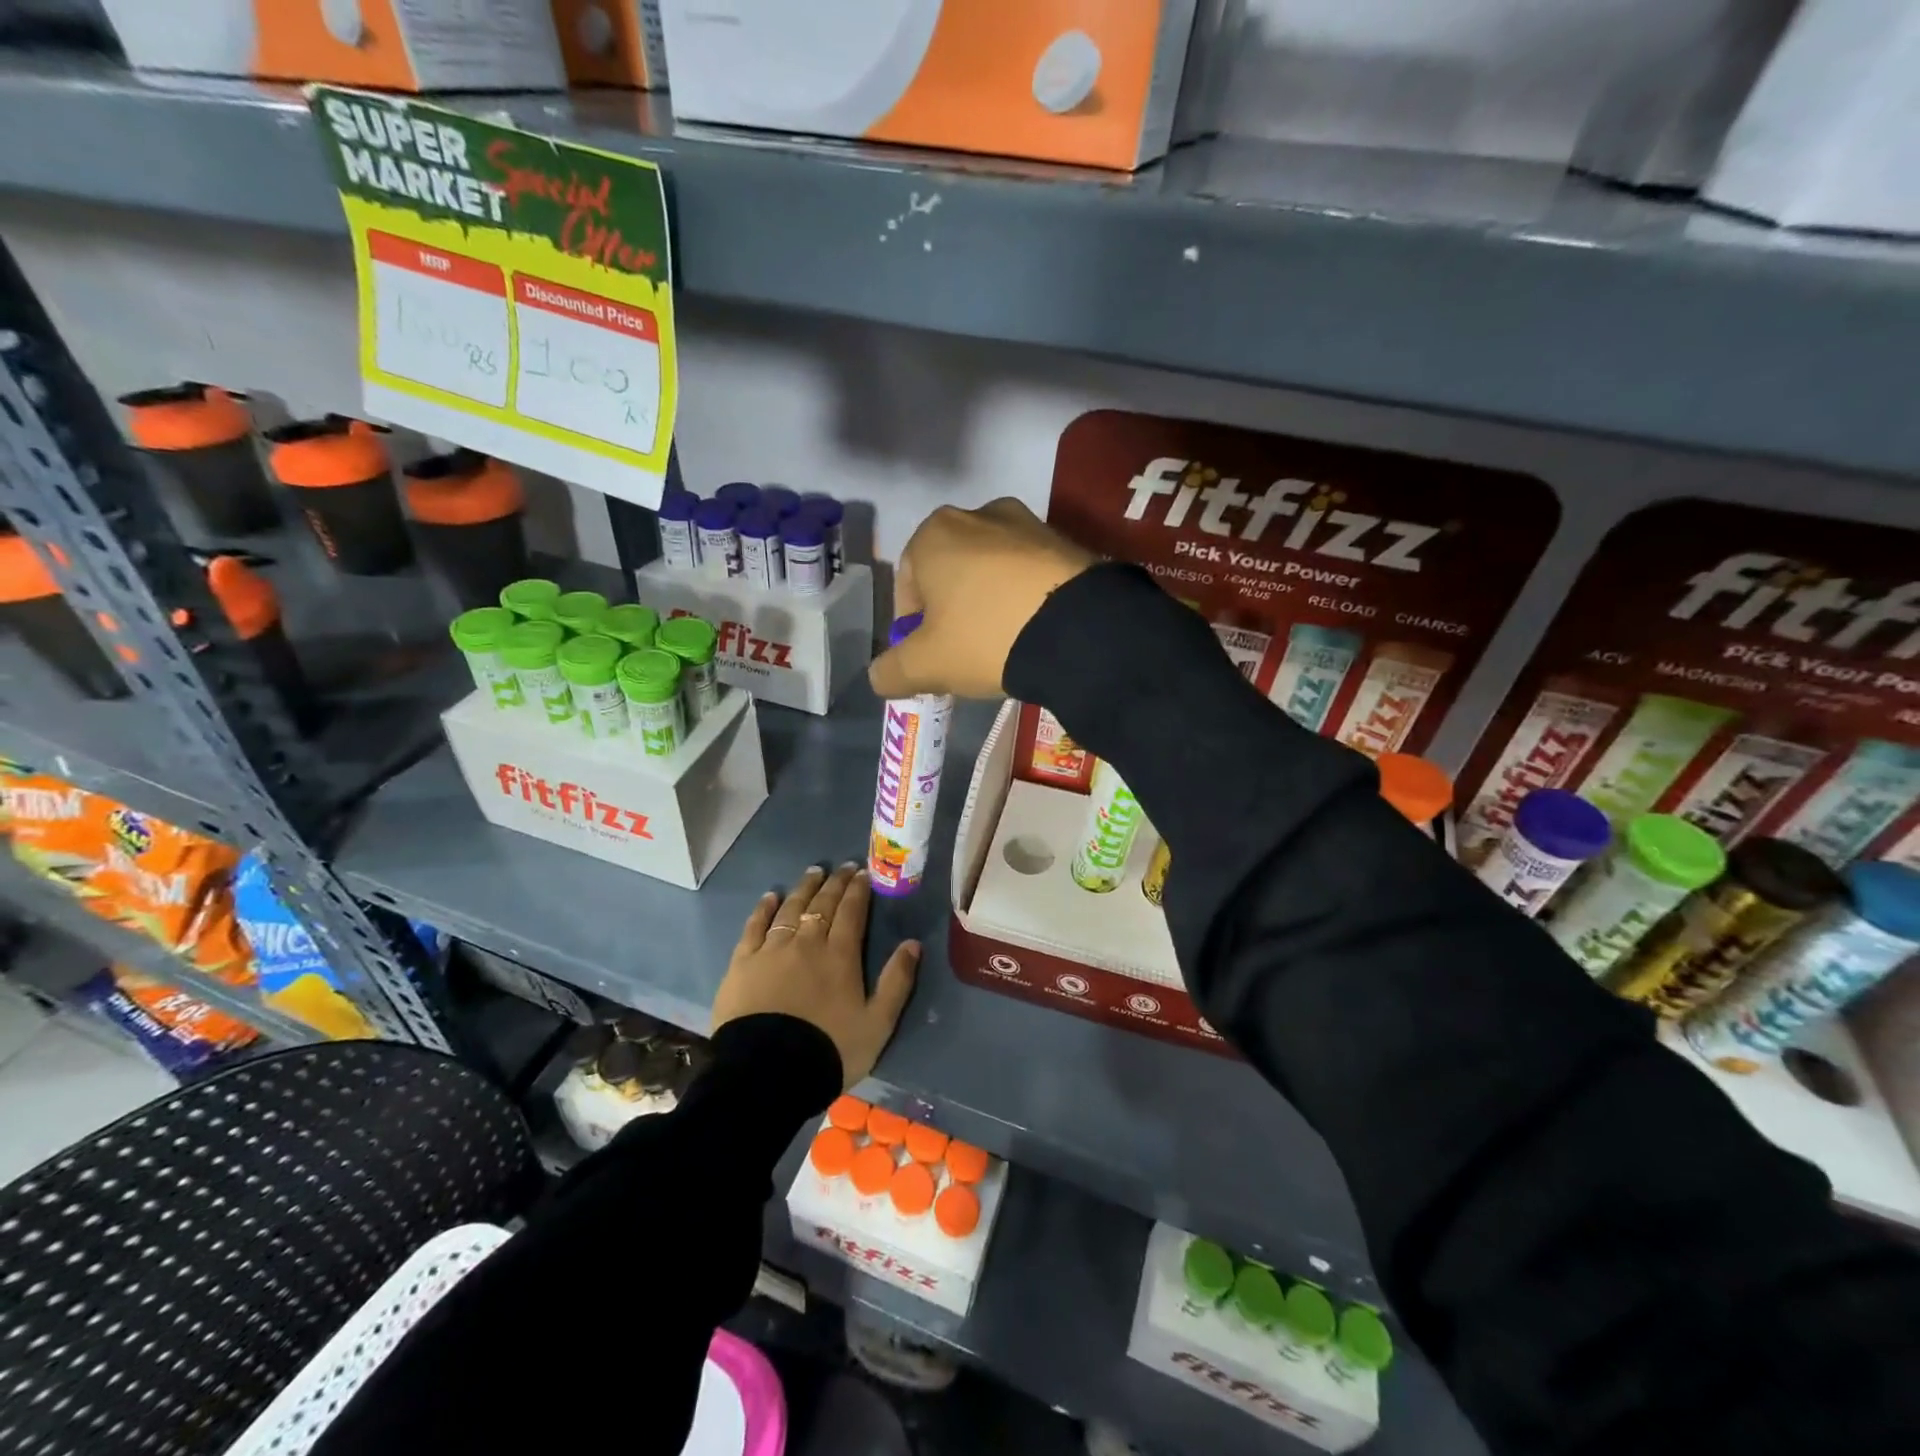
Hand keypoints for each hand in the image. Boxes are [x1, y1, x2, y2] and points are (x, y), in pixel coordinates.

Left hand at [711, 863, 919, 1087]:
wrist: (768, 1075)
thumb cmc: (829, 1050)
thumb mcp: (877, 1024)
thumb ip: (897, 982)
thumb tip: (913, 944)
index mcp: (840, 955)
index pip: (851, 912)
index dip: (858, 890)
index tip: (863, 873)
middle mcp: (806, 943)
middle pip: (822, 905)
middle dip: (835, 883)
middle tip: (843, 867)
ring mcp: (771, 950)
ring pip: (790, 909)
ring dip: (804, 888)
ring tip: (813, 872)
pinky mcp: (742, 964)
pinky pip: (754, 927)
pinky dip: (764, 909)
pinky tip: (771, 897)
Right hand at [868, 498, 1094, 699]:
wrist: (1077, 629)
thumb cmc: (985, 637)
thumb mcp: (926, 665)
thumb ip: (891, 671)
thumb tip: (880, 677)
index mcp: (934, 533)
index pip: (907, 586)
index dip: (913, 628)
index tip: (930, 658)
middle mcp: (977, 514)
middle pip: (951, 575)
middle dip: (952, 613)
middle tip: (965, 653)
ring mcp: (1026, 523)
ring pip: (992, 572)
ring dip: (989, 604)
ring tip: (1004, 644)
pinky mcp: (1066, 541)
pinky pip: (1030, 574)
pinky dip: (1025, 598)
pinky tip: (1034, 630)